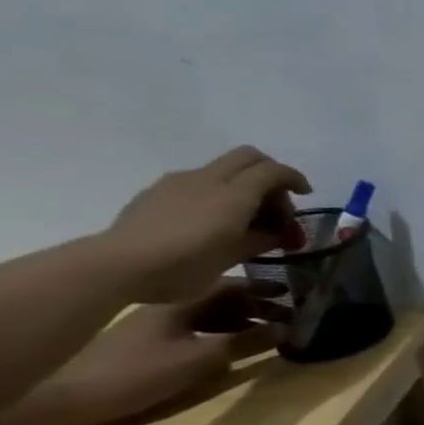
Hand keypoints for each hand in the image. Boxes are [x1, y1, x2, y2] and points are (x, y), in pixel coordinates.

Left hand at [30, 285, 287, 424]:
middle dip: (257, 305)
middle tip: (289, 316)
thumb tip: (287, 329)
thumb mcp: (200, 360)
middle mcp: (168, 307)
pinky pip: (194, 328)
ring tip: (269, 332)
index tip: (293, 295)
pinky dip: (220, 332)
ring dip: (241, 320)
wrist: (60, 398)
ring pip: (209, 314)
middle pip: (221, 299)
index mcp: (181, 302)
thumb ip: (245, 343)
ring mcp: (154, 325)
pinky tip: (233, 345)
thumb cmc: (136, 373)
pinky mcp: (146, 344)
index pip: (231, 285)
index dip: (263, 289)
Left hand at [104, 146, 312, 302]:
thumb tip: (277, 233)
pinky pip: (197, 183)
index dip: (295, 178)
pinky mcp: (156, 193)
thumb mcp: (237, 254)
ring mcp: (177, 183)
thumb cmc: (188, 263)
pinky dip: (216, 194)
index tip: (306, 194)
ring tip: (244, 220)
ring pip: (222, 170)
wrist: (118, 266)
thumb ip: (264, 237)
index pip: (273, 170)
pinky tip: (211, 223)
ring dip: (242, 186)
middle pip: (248, 158)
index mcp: (233, 193)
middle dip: (270, 176)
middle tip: (276, 205)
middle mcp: (207, 179)